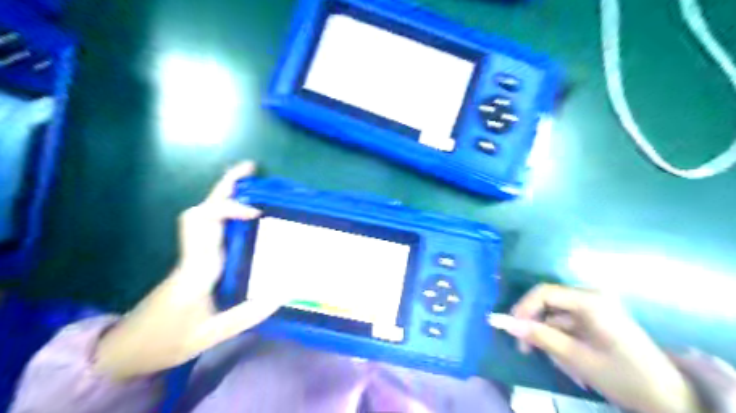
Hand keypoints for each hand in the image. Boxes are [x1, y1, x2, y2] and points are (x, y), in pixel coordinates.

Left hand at [93, 162, 283, 379]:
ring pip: (202, 215)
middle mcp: (193, 254)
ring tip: (251, 185)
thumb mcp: (211, 335)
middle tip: (251, 169)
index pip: (206, 224)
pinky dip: (224, 213)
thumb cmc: (167, 341)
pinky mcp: (193, 259)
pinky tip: (243, 217)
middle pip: (202, 209)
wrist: (128, 349)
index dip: (230, 208)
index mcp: (197, 268)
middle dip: (225, 186)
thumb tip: (284, 293)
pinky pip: (208, 227)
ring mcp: (191, 255)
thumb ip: (249, 314)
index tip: (256, 212)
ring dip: (224, 195)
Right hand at [491, 284, 702, 412]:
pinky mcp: (597, 319)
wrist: (671, 399)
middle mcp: (591, 297)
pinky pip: (567, 323)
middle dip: (534, 324)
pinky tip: (566, 359)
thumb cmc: (624, 377)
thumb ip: (539, 336)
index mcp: (590, 300)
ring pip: (555, 315)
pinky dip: (559, 338)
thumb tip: (501, 322)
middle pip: (548, 302)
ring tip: (551, 360)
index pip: (543, 292)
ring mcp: (595, 308)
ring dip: (547, 335)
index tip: (511, 331)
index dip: (522, 309)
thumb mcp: (577, 358)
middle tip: (525, 349)